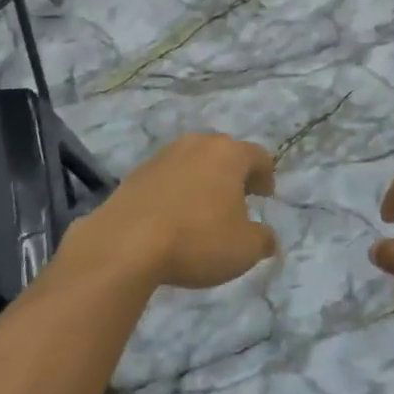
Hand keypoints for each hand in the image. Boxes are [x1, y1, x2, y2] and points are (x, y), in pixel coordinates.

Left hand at [75, 134, 278, 290]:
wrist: (126, 243)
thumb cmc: (197, 240)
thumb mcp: (244, 249)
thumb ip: (263, 240)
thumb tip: (267, 237)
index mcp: (229, 154)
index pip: (258, 156)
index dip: (266, 176)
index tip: (266, 195)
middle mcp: (198, 144)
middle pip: (224, 153)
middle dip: (234, 174)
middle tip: (238, 199)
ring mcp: (164, 155)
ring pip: (194, 162)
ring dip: (203, 180)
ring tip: (204, 210)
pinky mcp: (137, 172)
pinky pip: (168, 177)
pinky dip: (177, 190)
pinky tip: (174, 217)